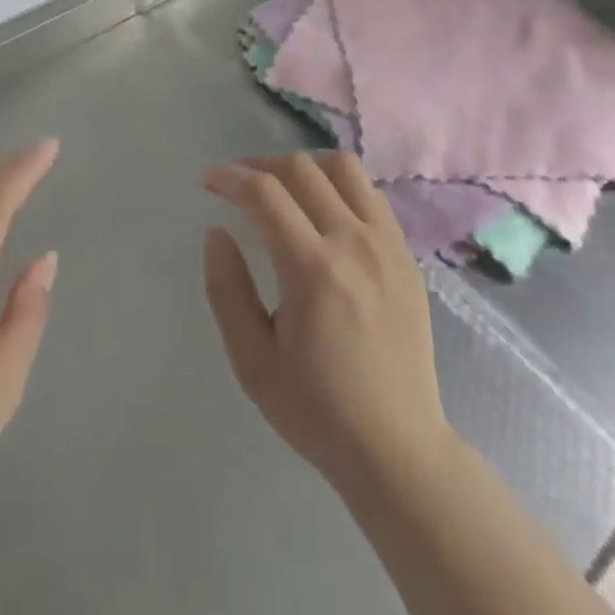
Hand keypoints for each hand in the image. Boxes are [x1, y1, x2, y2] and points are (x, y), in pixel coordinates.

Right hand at [203, 152, 451, 495]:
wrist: (398, 449)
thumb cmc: (317, 410)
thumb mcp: (252, 362)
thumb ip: (227, 290)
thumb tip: (217, 231)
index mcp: (313, 269)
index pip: (265, 193)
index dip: (231, 178)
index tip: (209, 182)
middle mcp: (353, 242)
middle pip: (301, 169)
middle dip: (260, 165)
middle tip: (238, 184)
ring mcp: (386, 244)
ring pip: (343, 168)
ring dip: (304, 166)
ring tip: (282, 188)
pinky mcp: (406, 254)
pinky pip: (369, 194)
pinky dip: (338, 186)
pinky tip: (323, 211)